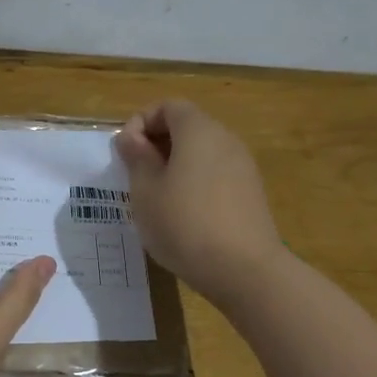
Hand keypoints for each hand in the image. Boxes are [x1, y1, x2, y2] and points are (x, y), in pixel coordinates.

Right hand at [114, 100, 284, 306]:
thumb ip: (136, 157)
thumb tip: (131, 137)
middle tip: (135, 175)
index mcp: (198, 130)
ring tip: (156, 198)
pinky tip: (183, 215)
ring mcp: (243, 166)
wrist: (244, 270)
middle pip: (187, 126)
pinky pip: (215, 174)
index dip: (141, 122)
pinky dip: (195, 182)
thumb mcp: (145, 191)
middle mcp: (225, 139)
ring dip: (175, 165)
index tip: (125, 152)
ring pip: (202, 152)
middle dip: (156, 144)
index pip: (168, 106)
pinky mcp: (251, 193)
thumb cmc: (184, 224)